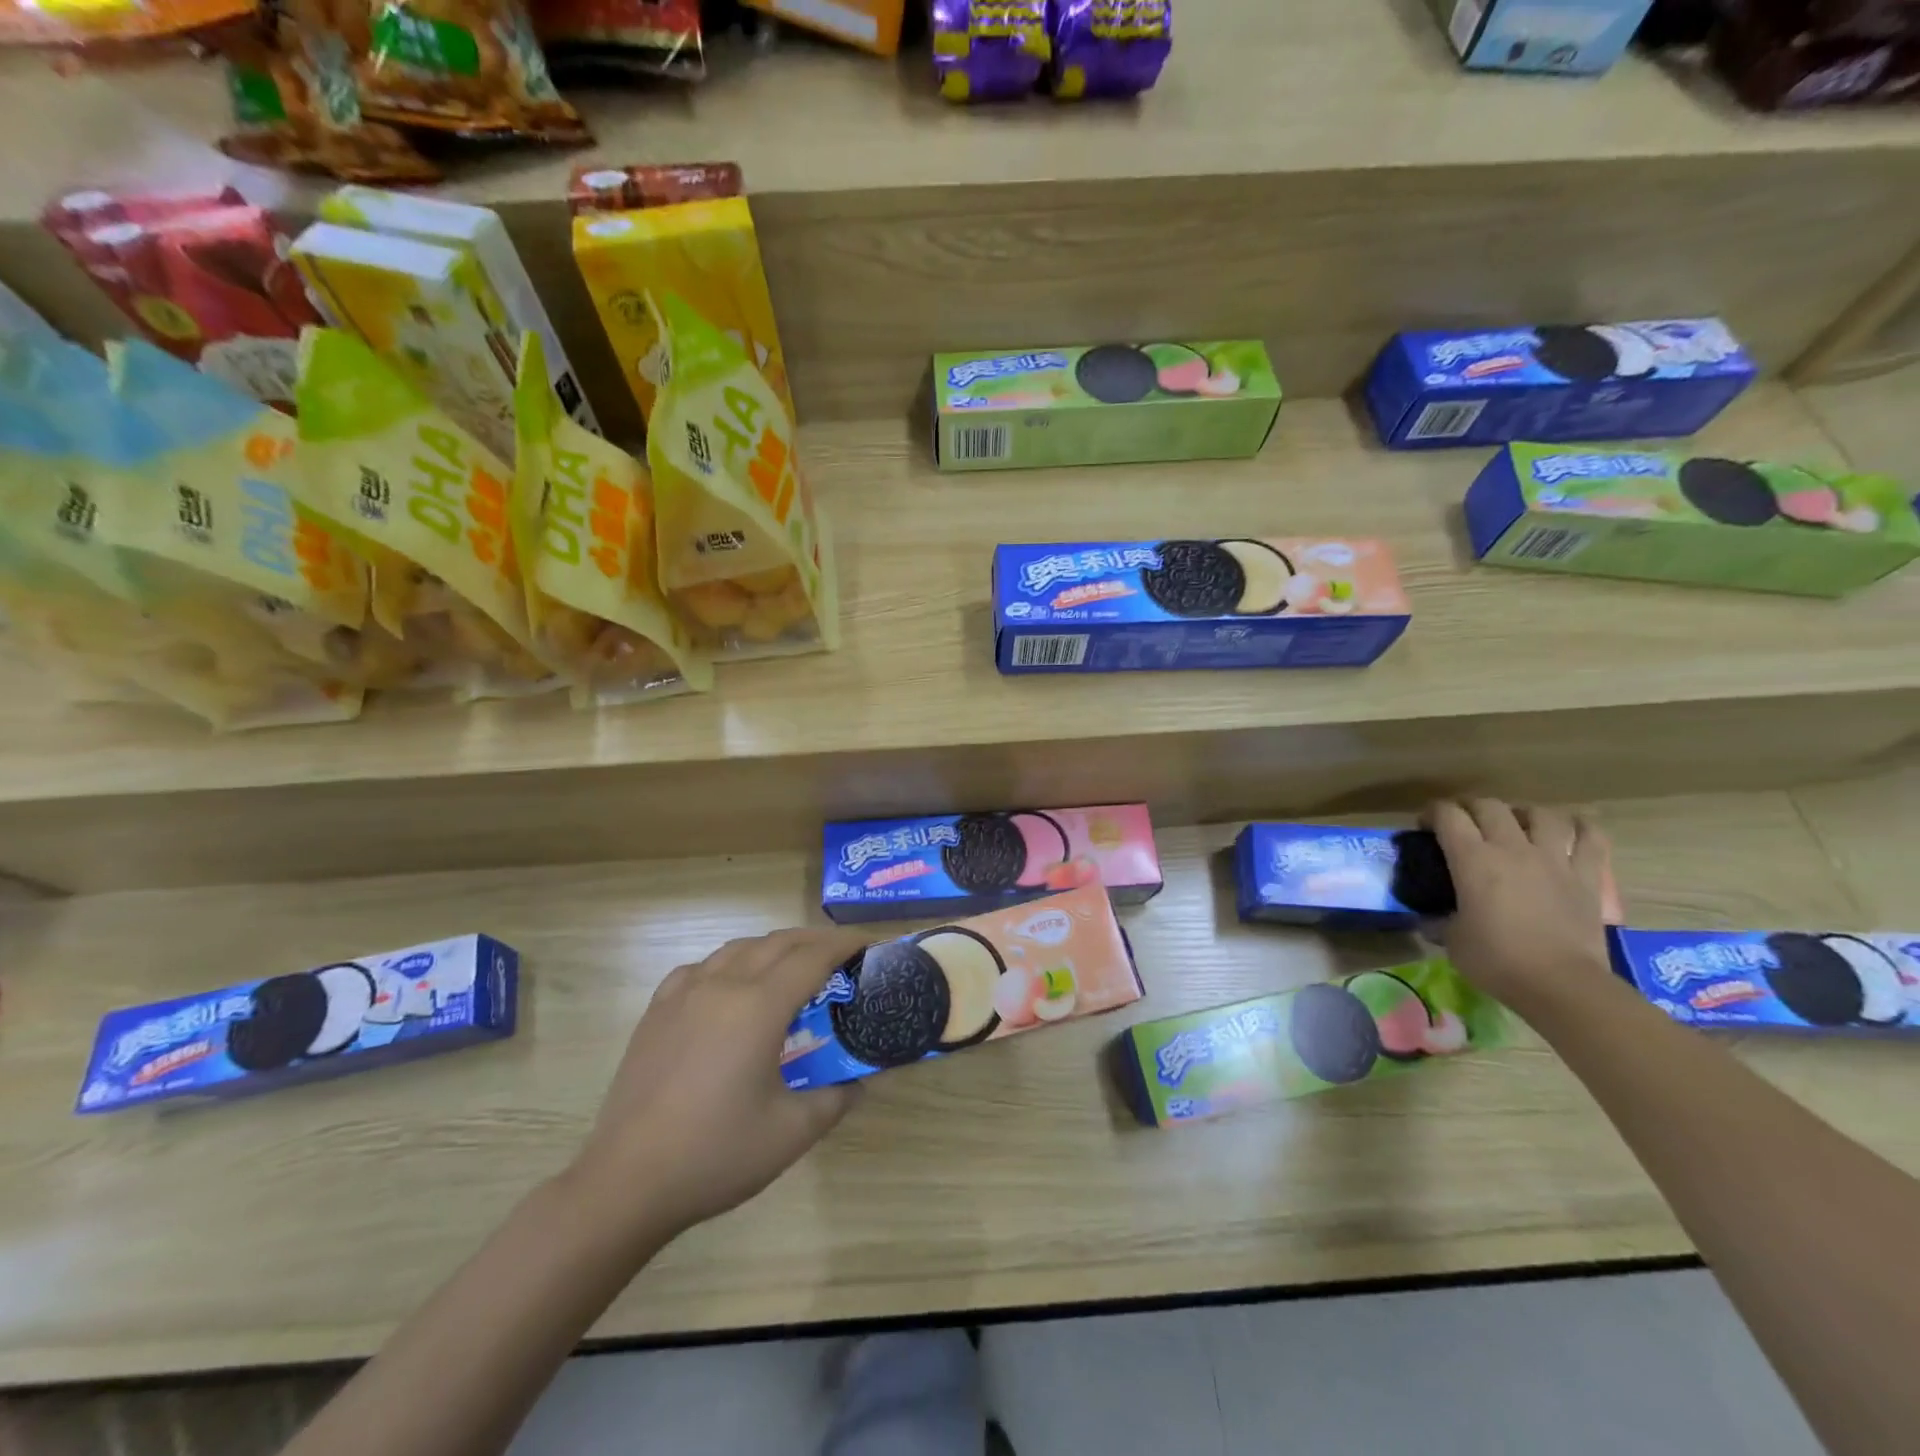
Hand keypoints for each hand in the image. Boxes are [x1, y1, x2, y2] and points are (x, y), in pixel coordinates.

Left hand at [568, 928, 865, 1242]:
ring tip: (792, 965)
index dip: (844, 945)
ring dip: (773, 947)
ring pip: (738, 949)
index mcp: (759, 1007)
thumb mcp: (792, 1133)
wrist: (627, 1183)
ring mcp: (684, 995)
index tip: (869, 944)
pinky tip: (730, 987)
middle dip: (814, 941)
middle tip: (841, 954)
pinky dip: (728, 964)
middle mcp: (723, 986)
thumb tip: (858, 1083)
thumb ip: (835, 1099)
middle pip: (778, 943)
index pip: (812, 957)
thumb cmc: (716, 1155)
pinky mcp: (656, 1012)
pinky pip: (700, 968)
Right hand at [1426, 799, 1612, 1017]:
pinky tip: (1570, 830)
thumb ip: (1441, 918)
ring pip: (1540, 814)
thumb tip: (1433, 917)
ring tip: (1516, 824)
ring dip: (1523, 813)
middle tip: (1463, 823)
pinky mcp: (1586, 877)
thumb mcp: (1452, 939)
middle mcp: (1512, 849)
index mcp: (1473, 860)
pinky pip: (1590, 838)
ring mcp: (1554, 860)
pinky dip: (1580, 828)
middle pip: (1489, 806)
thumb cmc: (1497, 961)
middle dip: (1470, 808)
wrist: (1561, 985)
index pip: (1448, 816)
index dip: (1432, 814)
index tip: (1425, 826)